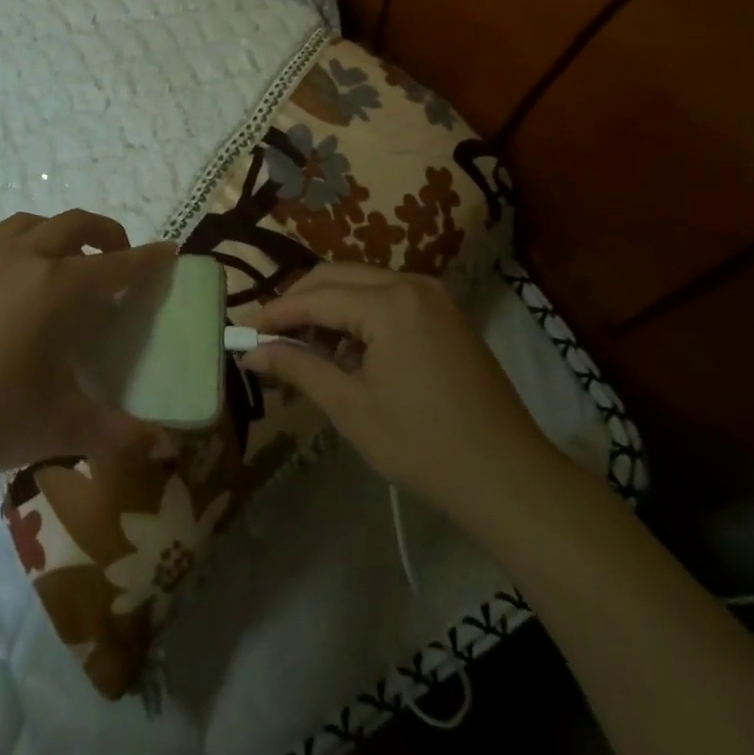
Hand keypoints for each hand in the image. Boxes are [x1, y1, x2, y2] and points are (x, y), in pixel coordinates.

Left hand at [0, 210, 174, 483]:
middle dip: (105, 233)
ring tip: (64, 263)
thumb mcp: (62, 427)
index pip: (115, 265)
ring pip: (31, 224)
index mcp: (54, 288)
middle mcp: (21, 258)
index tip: (167, 251)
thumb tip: (167, 446)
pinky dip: (17, 246)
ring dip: (58, 234)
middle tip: (117, 256)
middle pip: (74, 224)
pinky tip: (11, 279)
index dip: (146, 259)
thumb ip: (120, 433)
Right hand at [243, 263, 557, 522]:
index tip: (243, 330)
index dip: (276, 313)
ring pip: (362, 283)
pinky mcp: (445, 313)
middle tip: (269, 336)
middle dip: (300, 302)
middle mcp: (411, 283)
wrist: (509, 478)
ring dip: (329, 307)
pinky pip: (388, 297)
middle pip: (337, 276)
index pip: (316, 297)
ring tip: (306, 349)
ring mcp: (433, 296)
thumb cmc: (423, 446)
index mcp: (389, 303)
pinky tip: (348, 352)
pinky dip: (359, 314)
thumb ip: (298, 368)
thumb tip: (251, 351)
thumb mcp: (351, 408)